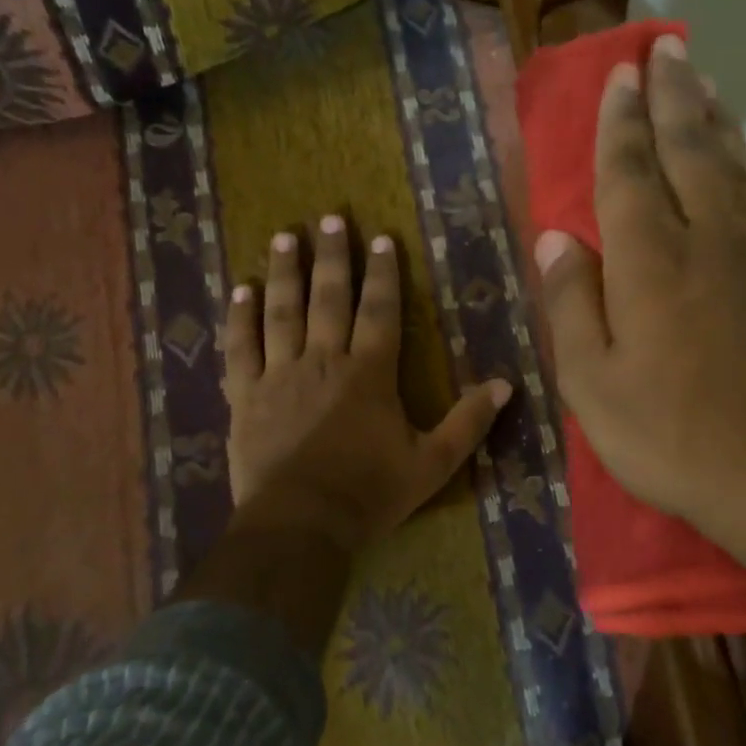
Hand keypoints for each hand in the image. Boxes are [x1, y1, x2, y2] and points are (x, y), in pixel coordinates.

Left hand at [223, 215, 511, 552]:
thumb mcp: (433, 464)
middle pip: (328, 299)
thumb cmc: (369, 494)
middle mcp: (324, 362)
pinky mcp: (246, 397)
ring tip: (283, 237)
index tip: (380, 238)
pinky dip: (240, 318)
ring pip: (281, 313)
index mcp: (369, 374)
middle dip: (332, 257)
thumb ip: (468, 423)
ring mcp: (280, 376)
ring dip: (284, 273)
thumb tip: (505, 385)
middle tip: (329, 219)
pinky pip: (240, 349)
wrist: (301, 526)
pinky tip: (239, 291)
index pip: (380, 311)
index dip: (383, 274)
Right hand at [535, 36, 745, 569]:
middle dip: (673, 95)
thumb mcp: (592, 384)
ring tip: (703, 83)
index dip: (621, 121)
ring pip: (732, 170)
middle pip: (689, 150)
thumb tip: (555, 239)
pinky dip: (742, 170)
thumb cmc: (672, 437)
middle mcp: (708, 241)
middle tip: (666, 48)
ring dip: (713, 120)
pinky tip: (736, 168)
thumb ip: (572, 303)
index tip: (621, 74)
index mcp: (651, 261)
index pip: (629, 172)